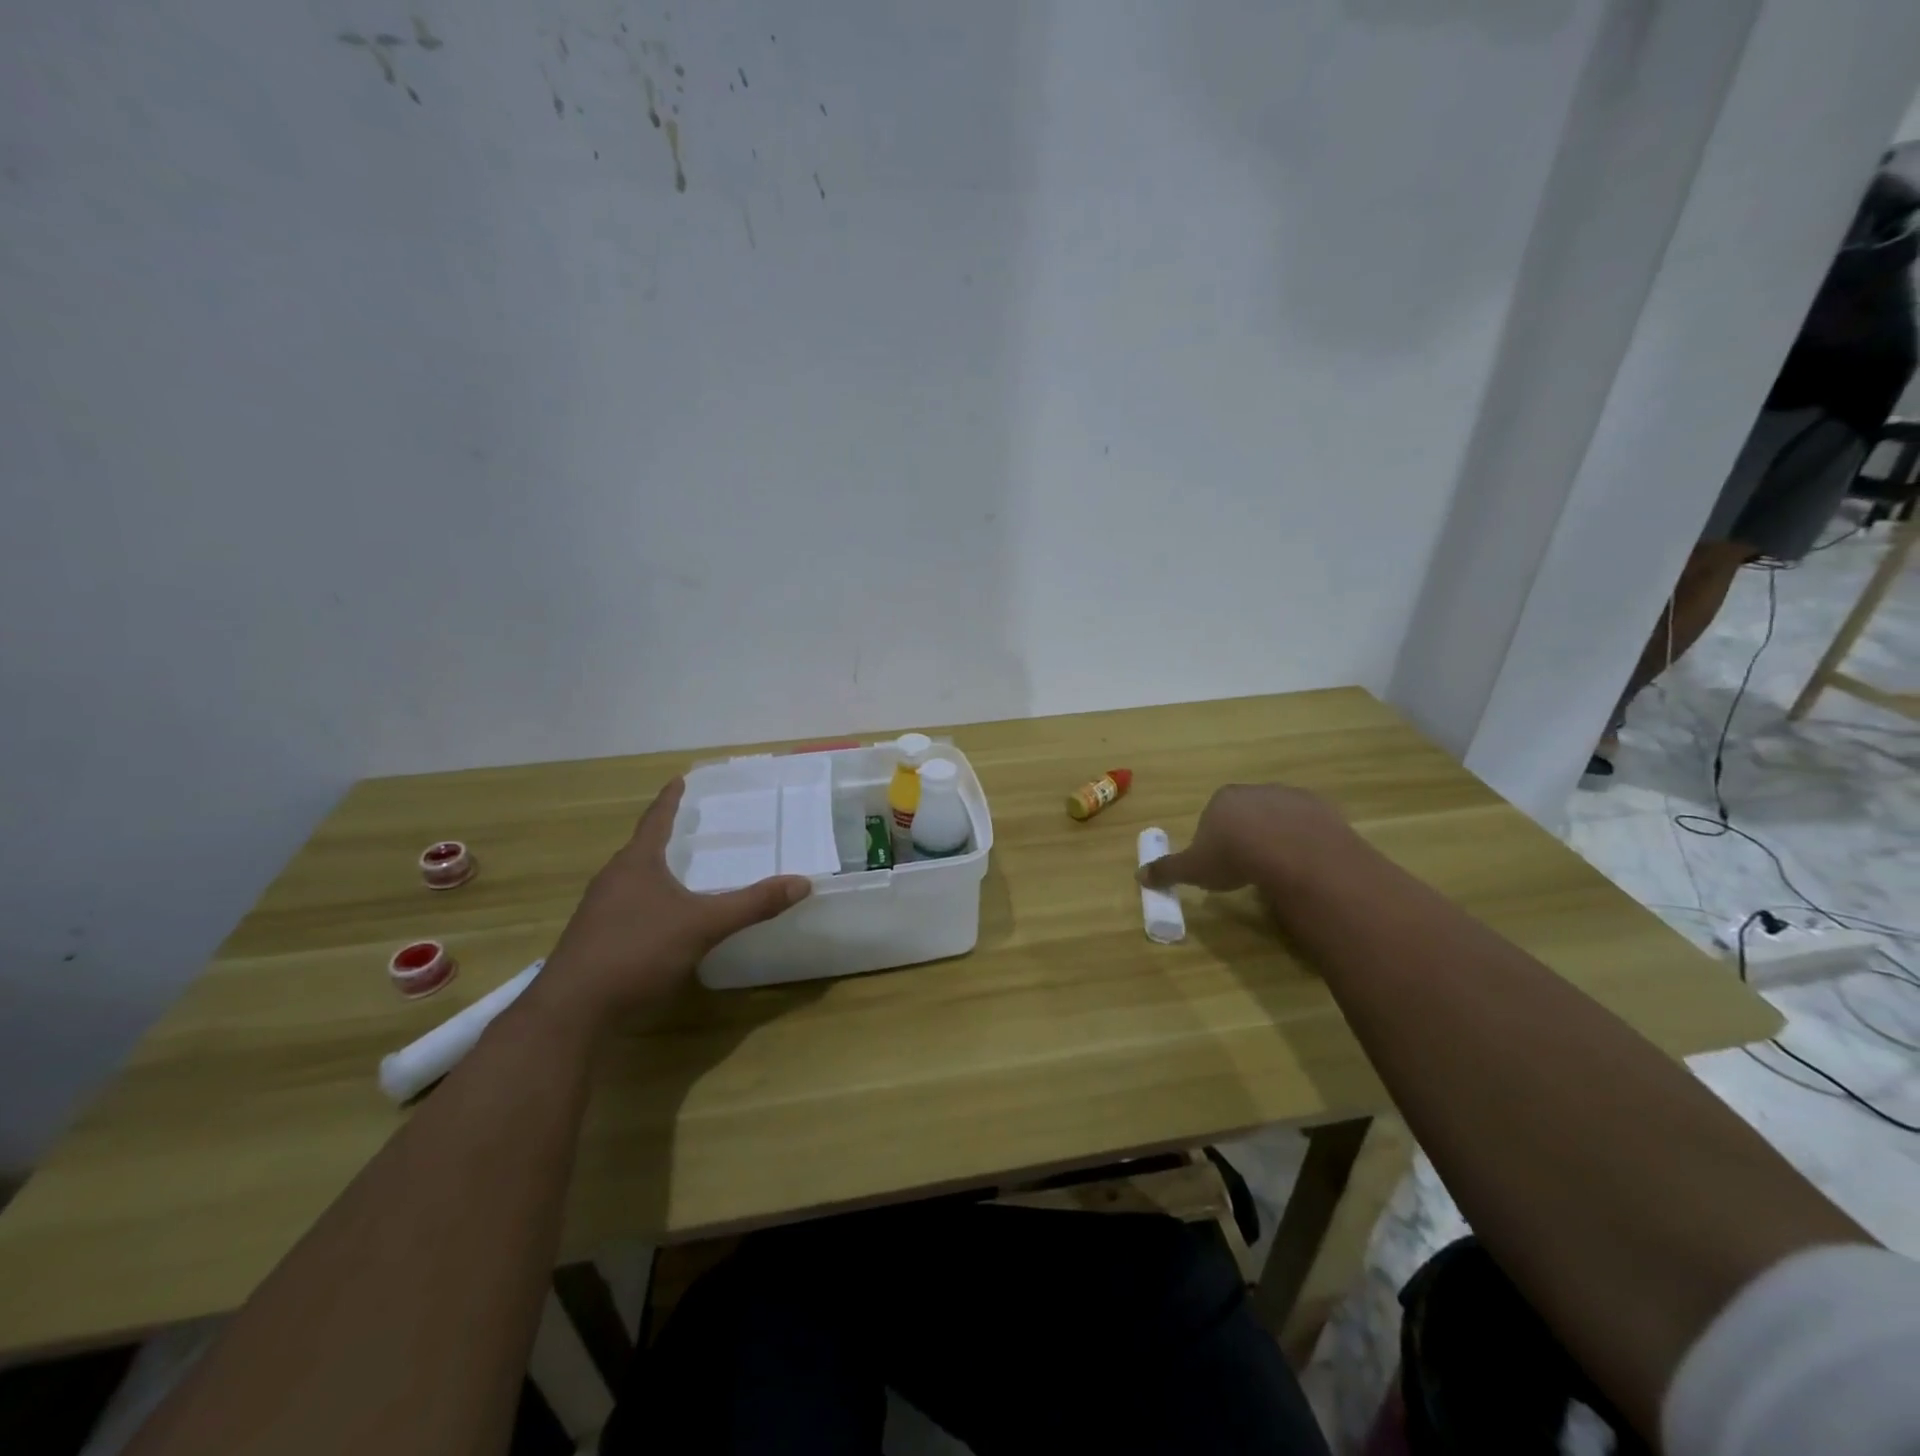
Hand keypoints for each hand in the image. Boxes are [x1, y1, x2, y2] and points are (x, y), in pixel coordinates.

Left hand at [531, 778, 811, 1029]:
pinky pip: (628, 908)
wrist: (573, 1011)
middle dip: (667, 838)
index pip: (656, 819)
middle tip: (694, 828)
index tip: (679, 779)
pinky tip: (665, 921)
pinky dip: (650, 903)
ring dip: (657, 873)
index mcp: (636, 863)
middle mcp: (613, 880)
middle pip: (642, 849)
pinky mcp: (595, 940)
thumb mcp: (703, 925)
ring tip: (684, 873)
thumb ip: (752, 904)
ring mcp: (599, 912)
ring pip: (633, 881)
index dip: (670, 800)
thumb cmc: (637, 951)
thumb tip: (802, 883)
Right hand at [1137, 784, 1348, 892]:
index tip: (1220, 864)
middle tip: (1249, 867)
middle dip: (1246, 836)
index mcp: (1222, 799)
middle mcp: (1255, 791)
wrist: (1293, 852)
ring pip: (1279, 818)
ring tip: (1278, 868)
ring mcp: (1290, 797)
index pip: (1213, 817)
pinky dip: (1304, 841)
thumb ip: (1167, 870)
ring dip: (1277, 837)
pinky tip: (1303, 864)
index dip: (1214, 841)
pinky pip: (1308, 826)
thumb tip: (1139, 875)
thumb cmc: (1234, 856)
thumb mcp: (1193, 869)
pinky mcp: (1321, 809)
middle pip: (1246, 814)